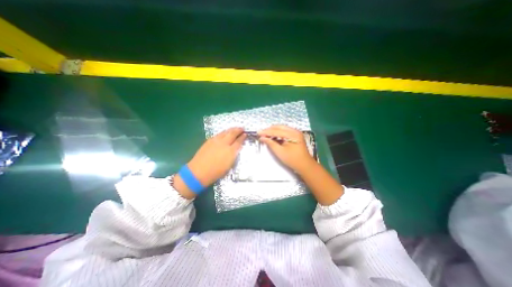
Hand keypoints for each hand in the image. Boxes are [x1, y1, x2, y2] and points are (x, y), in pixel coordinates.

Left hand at [185, 127, 246, 186]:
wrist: (199, 172)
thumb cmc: (216, 172)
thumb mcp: (229, 165)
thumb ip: (233, 155)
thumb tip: (236, 148)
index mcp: (230, 151)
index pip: (238, 142)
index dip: (242, 137)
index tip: (245, 134)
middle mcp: (224, 144)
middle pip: (232, 134)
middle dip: (238, 130)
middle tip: (242, 128)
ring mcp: (216, 141)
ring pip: (225, 132)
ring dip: (231, 129)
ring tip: (235, 128)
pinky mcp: (209, 141)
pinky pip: (219, 134)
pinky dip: (224, 132)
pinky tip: (225, 133)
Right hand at [258, 124, 313, 173]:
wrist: (305, 165)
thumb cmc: (292, 159)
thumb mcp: (280, 152)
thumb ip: (270, 143)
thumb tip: (262, 138)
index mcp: (292, 134)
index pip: (276, 131)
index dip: (266, 132)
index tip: (258, 132)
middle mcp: (295, 131)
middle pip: (279, 127)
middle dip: (269, 130)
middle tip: (261, 133)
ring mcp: (296, 133)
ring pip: (282, 128)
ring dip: (273, 131)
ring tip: (265, 134)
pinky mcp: (296, 136)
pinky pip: (285, 132)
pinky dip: (278, 133)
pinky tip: (273, 136)